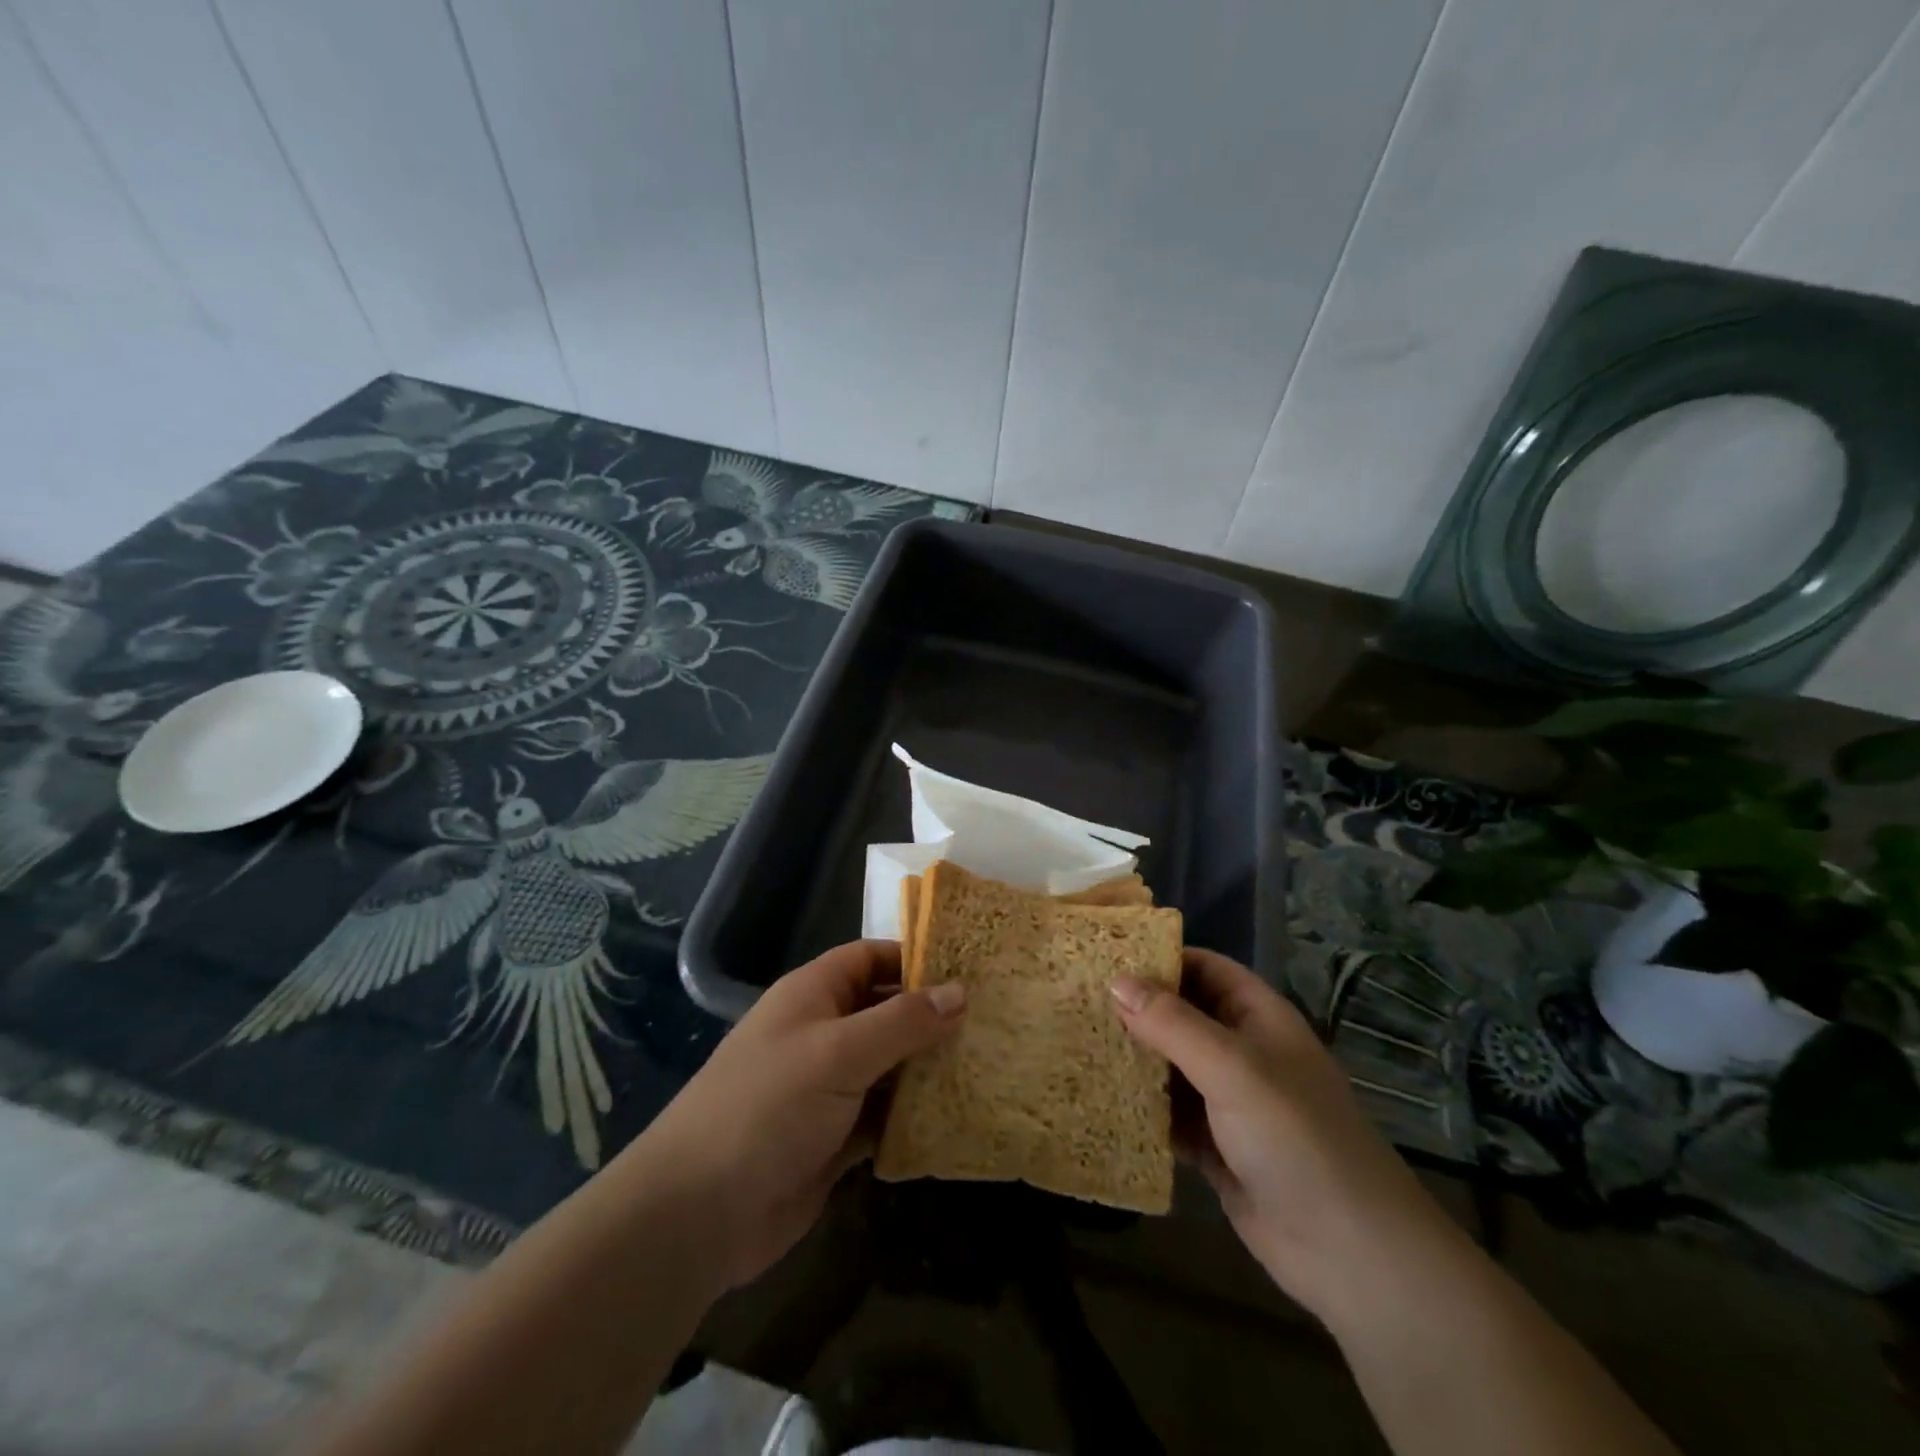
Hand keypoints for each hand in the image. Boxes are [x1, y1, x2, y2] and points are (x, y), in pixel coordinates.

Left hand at [630, 941, 964, 1289]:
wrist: (699, 1213)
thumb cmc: (768, 1106)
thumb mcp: (839, 1052)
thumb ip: (902, 1021)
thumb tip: (961, 991)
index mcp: (813, 995)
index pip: (869, 958)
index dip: (914, 958)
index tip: (969, 969)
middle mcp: (821, 1034)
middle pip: (885, 1012)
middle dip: (931, 1017)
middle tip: (993, 1021)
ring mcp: (827, 1089)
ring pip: (889, 1067)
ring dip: (928, 1070)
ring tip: (989, 1065)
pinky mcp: (834, 1139)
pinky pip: (883, 1117)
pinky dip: (913, 1117)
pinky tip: (958, 1119)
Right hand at [1113, 949, 1456, 1323]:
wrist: (1349, 1251)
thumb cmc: (1294, 1136)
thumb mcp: (1231, 1067)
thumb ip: (1172, 1023)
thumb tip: (1116, 980)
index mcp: (1257, 1017)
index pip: (1204, 967)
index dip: (1160, 958)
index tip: (1104, 956)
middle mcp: (1243, 1051)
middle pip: (1182, 1015)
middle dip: (1137, 1009)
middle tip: (1077, 1000)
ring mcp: (1230, 1101)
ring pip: (1172, 1066)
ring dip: (1135, 1059)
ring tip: (1077, 1043)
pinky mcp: (1216, 1147)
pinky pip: (1170, 1115)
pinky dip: (1142, 1107)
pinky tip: (1100, 1100)